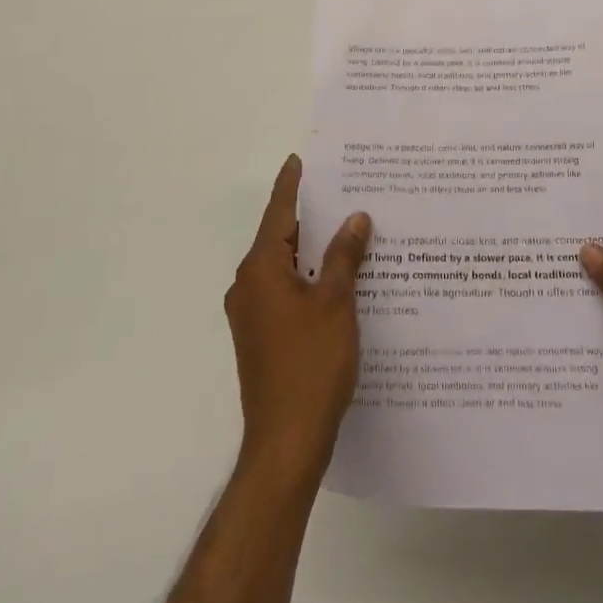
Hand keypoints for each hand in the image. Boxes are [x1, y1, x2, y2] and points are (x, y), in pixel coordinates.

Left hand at [225, 154, 371, 485]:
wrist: (286, 442)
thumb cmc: (311, 365)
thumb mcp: (336, 303)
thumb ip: (344, 256)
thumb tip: (355, 218)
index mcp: (261, 270)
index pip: (278, 213)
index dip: (290, 186)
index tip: (298, 160)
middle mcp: (248, 285)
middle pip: (280, 239)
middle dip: (309, 218)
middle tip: (340, 193)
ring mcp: (250, 314)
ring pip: (284, 267)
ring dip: (311, 251)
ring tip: (346, 232)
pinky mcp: (260, 337)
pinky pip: (284, 291)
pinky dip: (307, 278)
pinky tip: (337, 279)